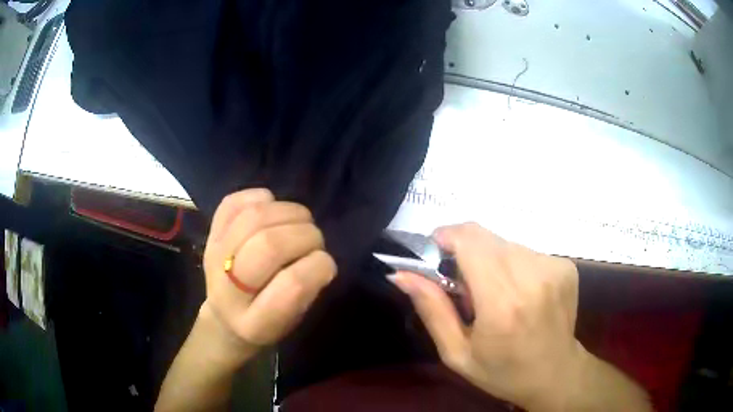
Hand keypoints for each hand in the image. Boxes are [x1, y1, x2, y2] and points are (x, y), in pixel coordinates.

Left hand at [202, 188, 336, 354]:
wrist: (225, 316)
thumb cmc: (267, 322)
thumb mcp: (292, 320)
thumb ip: (307, 291)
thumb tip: (319, 254)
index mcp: (255, 323)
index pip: (291, 286)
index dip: (318, 266)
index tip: (327, 264)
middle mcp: (227, 290)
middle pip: (269, 245)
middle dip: (305, 235)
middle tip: (315, 240)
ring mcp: (214, 256)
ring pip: (254, 217)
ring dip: (288, 212)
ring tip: (300, 221)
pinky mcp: (210, 234)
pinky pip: (233, 202)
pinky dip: (260, 199)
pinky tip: (272, 209)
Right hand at [388, 223, 582, 409]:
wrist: (556, 374)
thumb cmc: (503, 372)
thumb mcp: (457, 353)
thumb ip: (431, 309)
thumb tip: (401, 274)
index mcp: (502, 303)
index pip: (470, 241)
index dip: (447, 237)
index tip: (436, 252)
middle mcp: (532, 277)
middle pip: (486, 237)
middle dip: (465, 251)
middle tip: (463, 284)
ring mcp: (554, 268)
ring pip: (505, 243)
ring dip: (491, 260)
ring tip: (494, 293)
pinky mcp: (566, 266)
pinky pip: (527, 251)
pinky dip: (514, 265)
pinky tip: (518, 292)